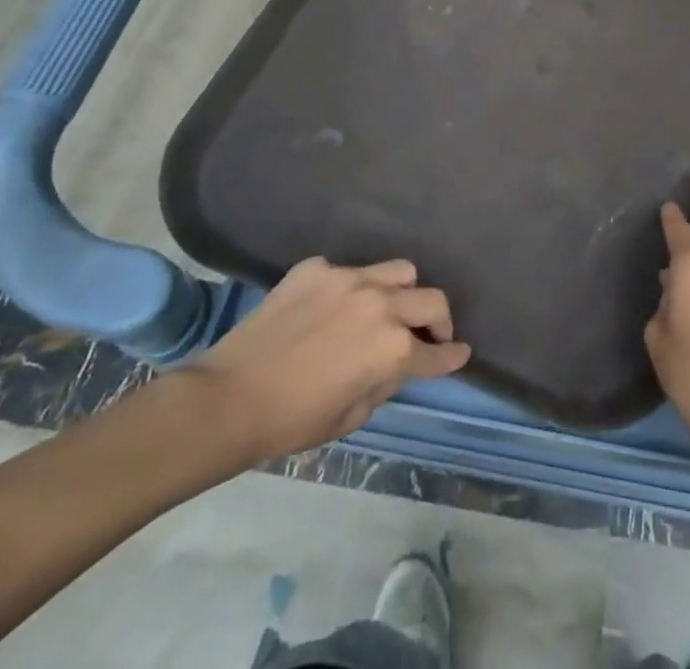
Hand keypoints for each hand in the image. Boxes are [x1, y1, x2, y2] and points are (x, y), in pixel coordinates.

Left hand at [181, 257, 470, 467]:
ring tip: (386, 308)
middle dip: (439, 320)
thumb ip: (384, 383)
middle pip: (432, 299)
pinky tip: (330, 308)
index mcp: (392, 348)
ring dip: (402, 292)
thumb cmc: (292, 421)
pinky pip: (349, 270)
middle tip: (429, 334)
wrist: (228, 398)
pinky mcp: (317, 267)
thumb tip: (394, 364)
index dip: (452, 355)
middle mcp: (381, 304)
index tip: (461, 352)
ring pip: (399, 270)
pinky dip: (351, 289)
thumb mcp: (352, 416)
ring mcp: (349, 278)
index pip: (436, 352)